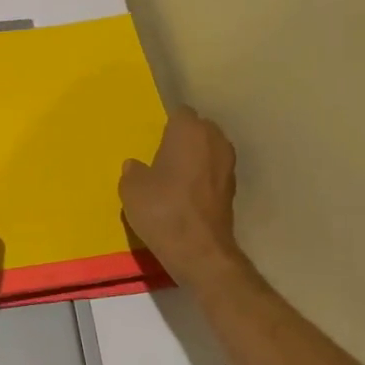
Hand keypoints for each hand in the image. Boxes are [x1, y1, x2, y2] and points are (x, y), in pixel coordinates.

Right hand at [120, 106, 246, 288]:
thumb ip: (133, 172)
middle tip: (162, 155)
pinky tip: (186, 194)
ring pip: (210, 150)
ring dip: (196, 158)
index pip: (180, 113)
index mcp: (189, 131)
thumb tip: (136, 166)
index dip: (167, 124)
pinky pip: (214, 172)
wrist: (199, 251)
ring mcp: (228, 166)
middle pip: (199, 129)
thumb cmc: (162, 210)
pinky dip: (203, 178)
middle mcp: (215, 141)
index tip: (154, 139)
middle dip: (184, 138)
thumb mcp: (131, 189)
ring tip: (174, 175)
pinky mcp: (233, 190)